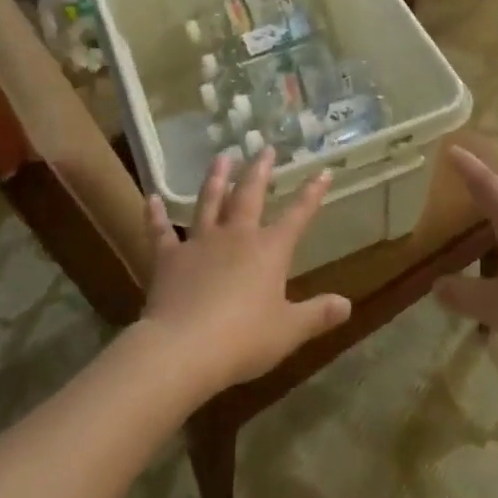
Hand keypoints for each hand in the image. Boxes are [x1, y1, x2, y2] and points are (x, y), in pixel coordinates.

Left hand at [138, 149, 352, 396]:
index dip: (311, 194)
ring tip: (221, 157)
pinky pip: (161, 233)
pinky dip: (155, 216)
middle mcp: (237, 237)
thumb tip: (347, 305)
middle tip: (265, 148)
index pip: (297, 215)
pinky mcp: (169, 259)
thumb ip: (317, 315)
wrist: (183, 349)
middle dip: (259, 171)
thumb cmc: (243, 339)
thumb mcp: (288, 331)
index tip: (323, 171)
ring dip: (216, 179)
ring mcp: (200, 244)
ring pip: (209, 202)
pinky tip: (150, 199)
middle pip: (249, 195)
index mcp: (270, 250)